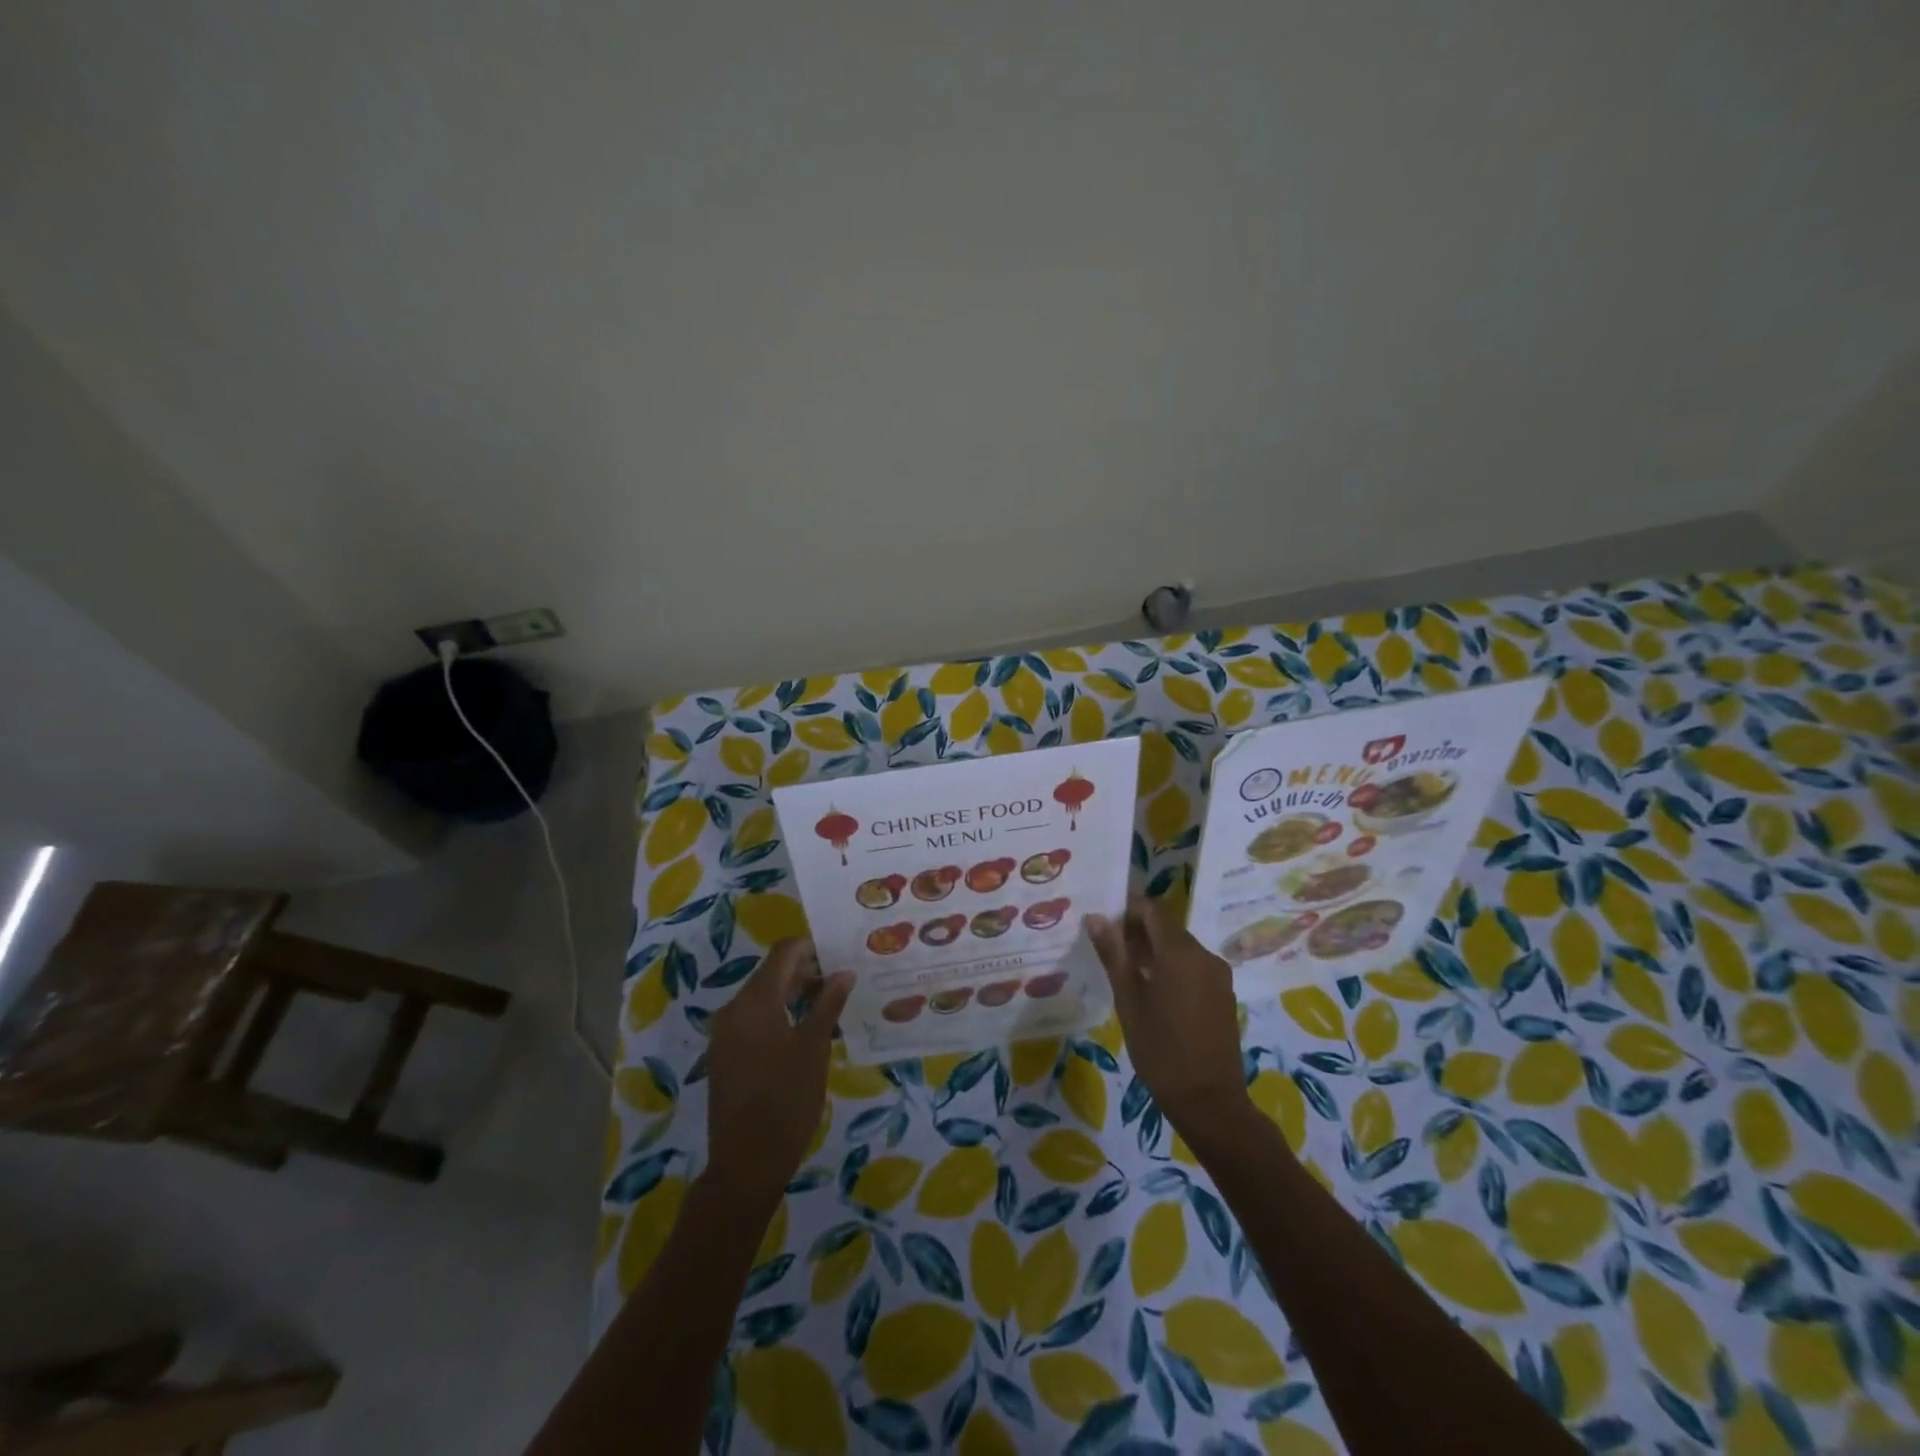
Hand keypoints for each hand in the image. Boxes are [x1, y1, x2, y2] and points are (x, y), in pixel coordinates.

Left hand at [704, 939, 853, 1204]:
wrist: (746, 1163)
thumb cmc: (787, 1099)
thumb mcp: (815, 1047)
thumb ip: (828, 1003)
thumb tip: (843, 972)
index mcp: (755, 1000)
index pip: (783, 953)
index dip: (811, 947)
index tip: (838, 955)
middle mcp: (733, 1009)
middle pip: (771, 974)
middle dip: (805, 972)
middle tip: (840, 982)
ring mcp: (724, 1034)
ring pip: (761, 998)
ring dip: (792, 995)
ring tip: (827, 1006)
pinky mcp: (723, 1055)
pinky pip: (752, 1020)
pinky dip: (776, 1015)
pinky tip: (802, 1032)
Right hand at [1087, 899, 1249, 1138]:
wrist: (1209, 1100)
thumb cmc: (1160, 1049)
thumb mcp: (1128, 1000)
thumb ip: (1113, 954)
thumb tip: (1096, 918)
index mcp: (1180, 952)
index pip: (1153, 909)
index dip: (1128, 911)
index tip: (1106, 928)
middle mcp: (1204, 955)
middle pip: (1168, 927)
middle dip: (1139, 932)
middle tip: (1111, 953)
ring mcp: (1218, 975)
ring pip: (1181, 947)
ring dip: (1155, 951)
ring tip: (1127, 974)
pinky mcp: (1224, 993)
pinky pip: (1194, 966)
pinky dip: (1172, 968)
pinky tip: (1154, 993)